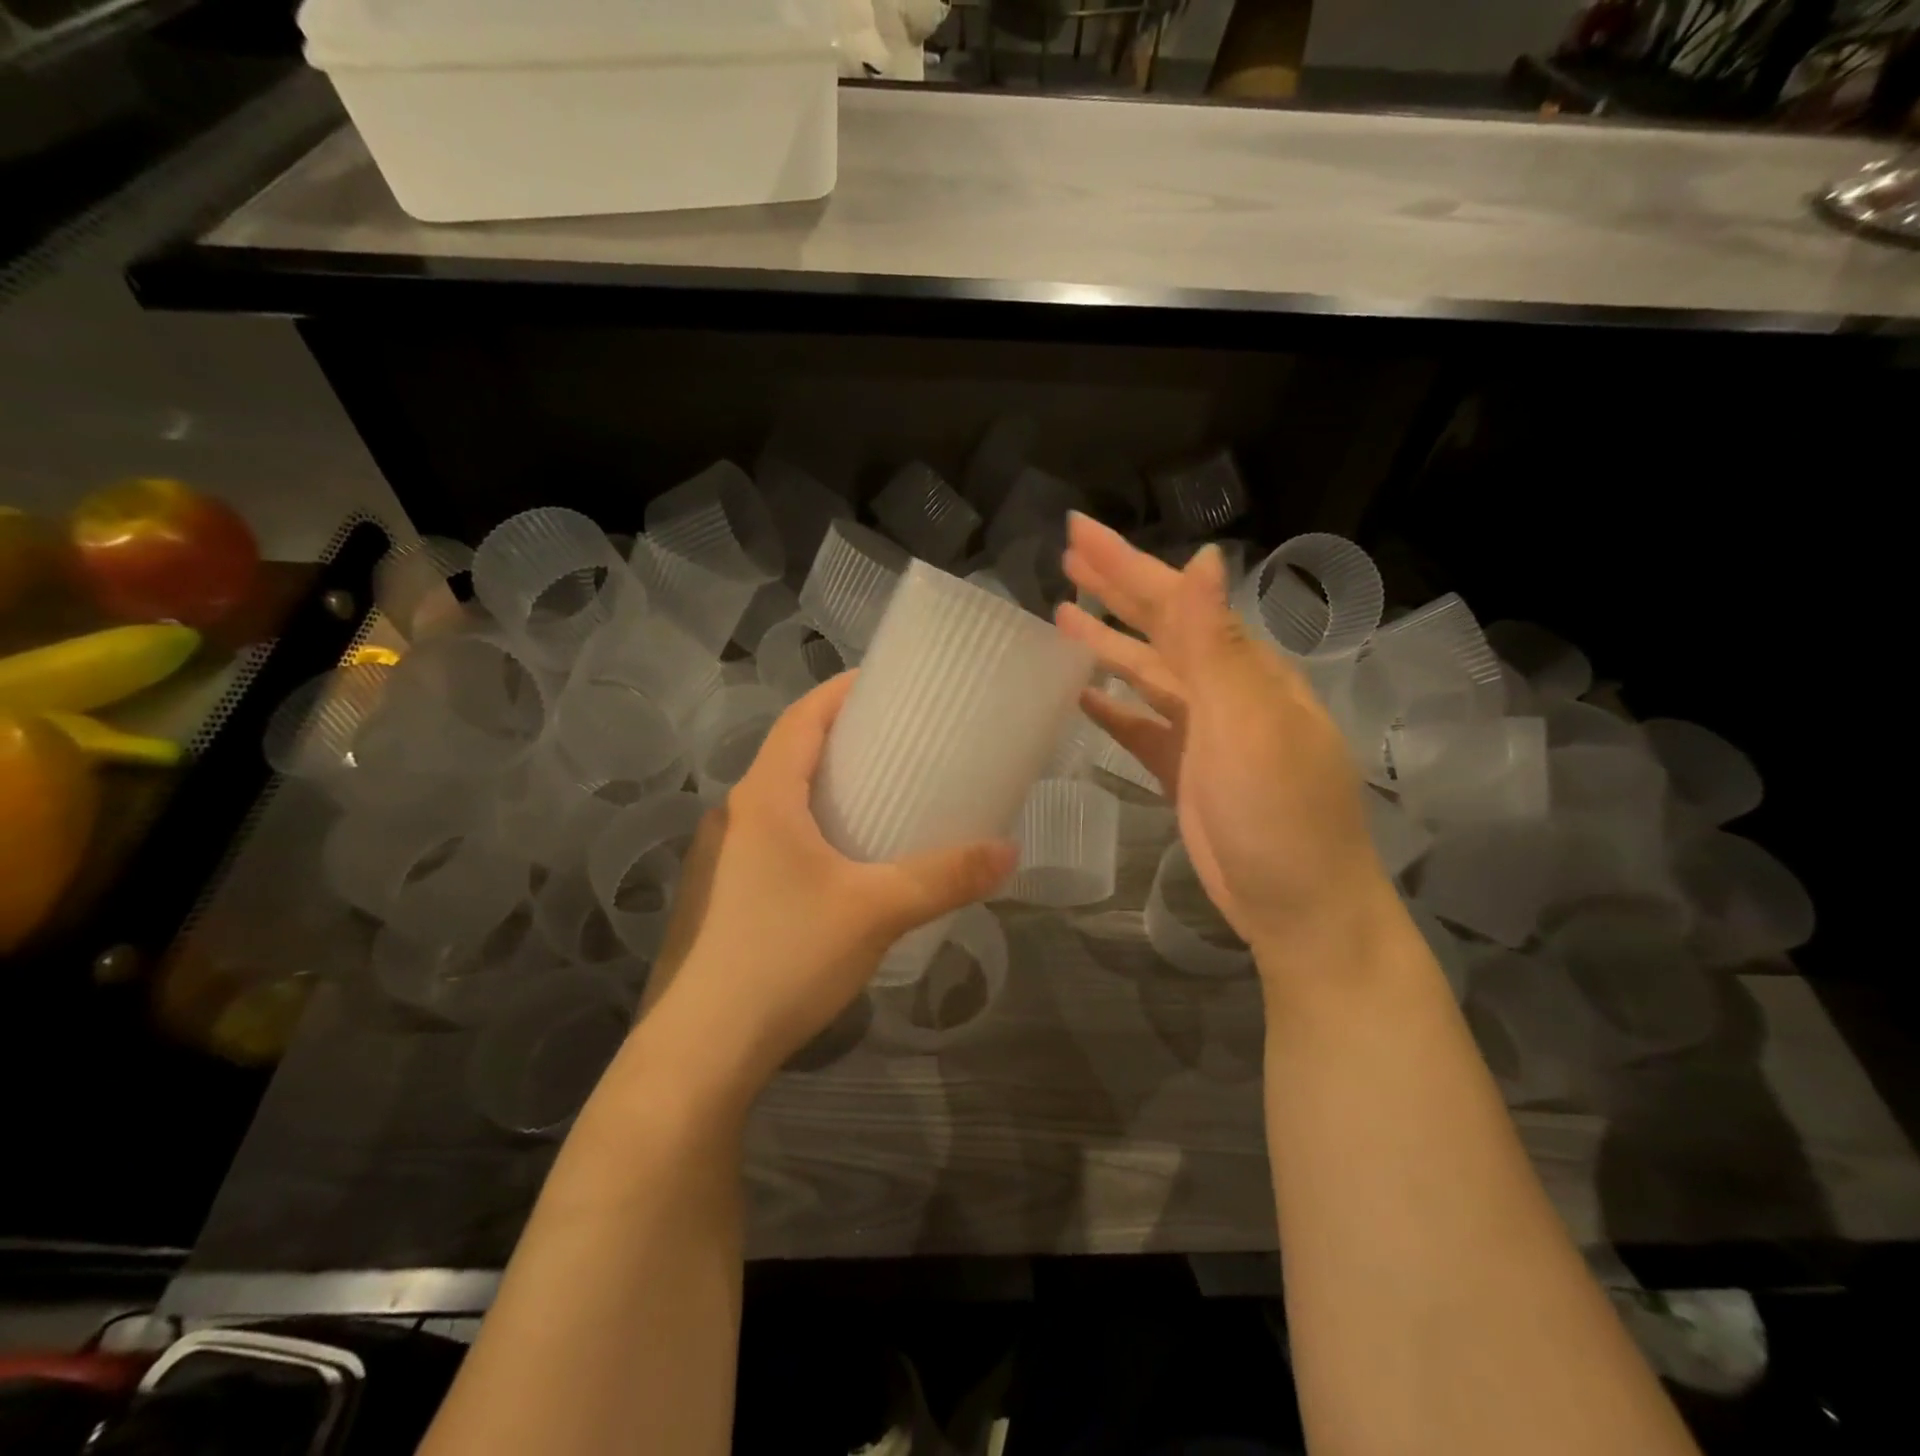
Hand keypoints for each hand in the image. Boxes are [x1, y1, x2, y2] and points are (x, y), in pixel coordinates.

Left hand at [639, 672, 1015, 1092]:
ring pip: (780, 799)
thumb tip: (1008, 850)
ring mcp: (720, 857)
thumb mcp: (876, 910)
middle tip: (899, 740)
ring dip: (824, 786)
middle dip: (842, 739)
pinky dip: (811, 826)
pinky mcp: (721, 895)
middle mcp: (735, 815)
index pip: (802, 717)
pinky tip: (843, 861)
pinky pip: (773, 838)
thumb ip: (944, 877)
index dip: (842, 691)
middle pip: (791, 753)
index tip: (886, 683)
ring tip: (880, 794)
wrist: (701, 1049)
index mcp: (764, 796)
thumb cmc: (784, 957)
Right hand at [1056, 514, 1394, 971]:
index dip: (1125, 564)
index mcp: (1243, 669)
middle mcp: (1224, 690)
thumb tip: (1202, 559)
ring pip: (1146, 674)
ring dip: (1107, 643)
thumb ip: (1217, 645)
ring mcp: (1203, 733)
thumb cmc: (1279, 814)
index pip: (1175, 601)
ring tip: (1061, 615)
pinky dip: (1113, 708)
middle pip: (1159, 628)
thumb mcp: (1250, 724)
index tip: (1078, 532)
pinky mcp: (1184, 772)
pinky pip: (1140, 728)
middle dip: (1115, 589)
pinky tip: (1081, 694)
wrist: (1299, 907)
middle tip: (1066, 557)